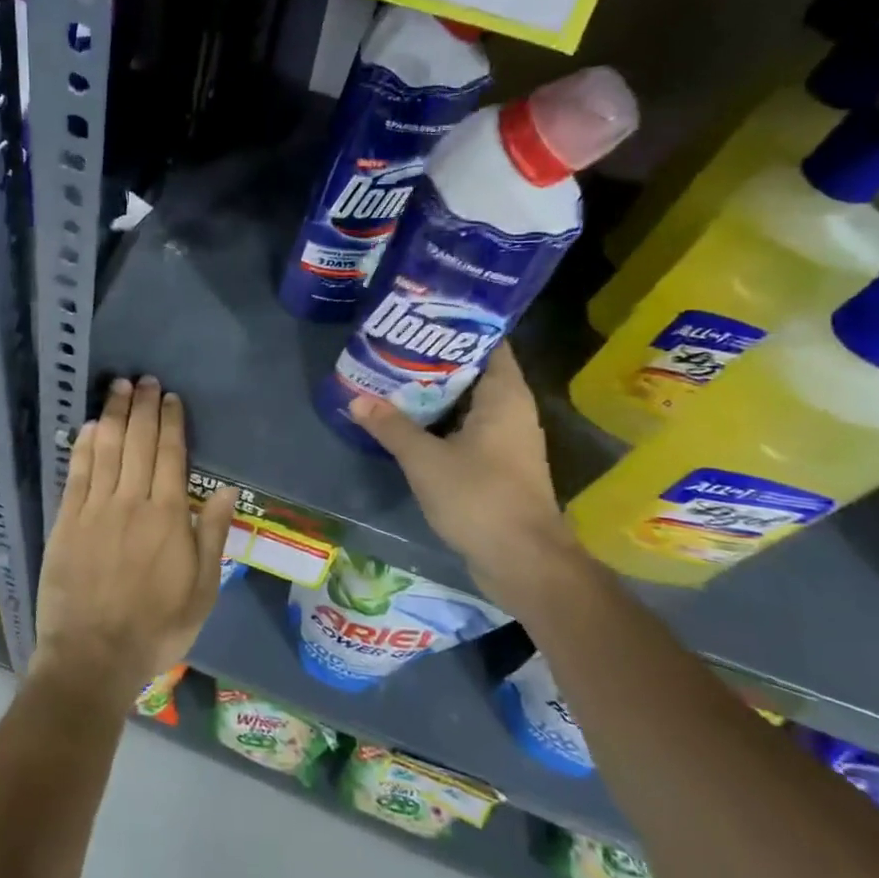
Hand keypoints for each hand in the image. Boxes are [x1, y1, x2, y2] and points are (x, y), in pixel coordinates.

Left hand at [33, 376, 238, 710]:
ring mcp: (95, 509)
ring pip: (106, 449)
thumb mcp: (201, 592)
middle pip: (138, 442)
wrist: (93, 656)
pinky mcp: (67, 521)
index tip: (170, 398)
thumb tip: (223, 489)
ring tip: (118, 387)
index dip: (170, 422)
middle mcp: (131, 502)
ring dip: (113, 414)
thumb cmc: (156, 629)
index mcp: (168, 517)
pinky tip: (89, 426)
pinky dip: (83, 445)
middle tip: (144, 380)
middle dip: (142, 407)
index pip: (170, 455)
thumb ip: (211, 536)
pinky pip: (77, 473)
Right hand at [347, 343, 577, 607]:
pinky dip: (440, 420)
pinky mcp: (498, 465)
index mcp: (505, 396)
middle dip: (435, 358)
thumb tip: (356, 398)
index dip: (458, 325)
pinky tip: (407, 420)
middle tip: (393, 345)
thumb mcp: (425, 459)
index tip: (421, 315)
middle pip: (473, 370)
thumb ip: (391, 426)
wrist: (523, 562)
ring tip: (392, 377)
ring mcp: (506, 440)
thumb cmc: (480, 498)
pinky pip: (466, 428)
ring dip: (435, 392)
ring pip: (468, 402)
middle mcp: (511, 410)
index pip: (488, 342)